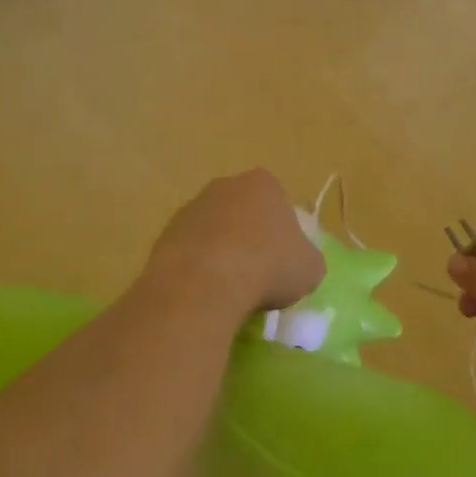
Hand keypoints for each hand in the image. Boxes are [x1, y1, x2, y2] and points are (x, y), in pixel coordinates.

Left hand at [142, 170, 323, 316]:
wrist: (205, 283)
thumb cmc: (268, 266)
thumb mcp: (310, 269)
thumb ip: (307, 259)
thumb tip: (300, 264)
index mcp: (263, 184)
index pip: (278, 202)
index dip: (283, 231)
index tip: (283, 259)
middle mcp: (225, 186)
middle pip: (243, 212)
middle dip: (249, 237)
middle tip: (258, 274)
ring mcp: (191, 208)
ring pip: (214, 230)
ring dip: (221, 252)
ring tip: (230, 289)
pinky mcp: (165, 234)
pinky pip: (190, 251)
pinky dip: (198, 268)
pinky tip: (205, 292)